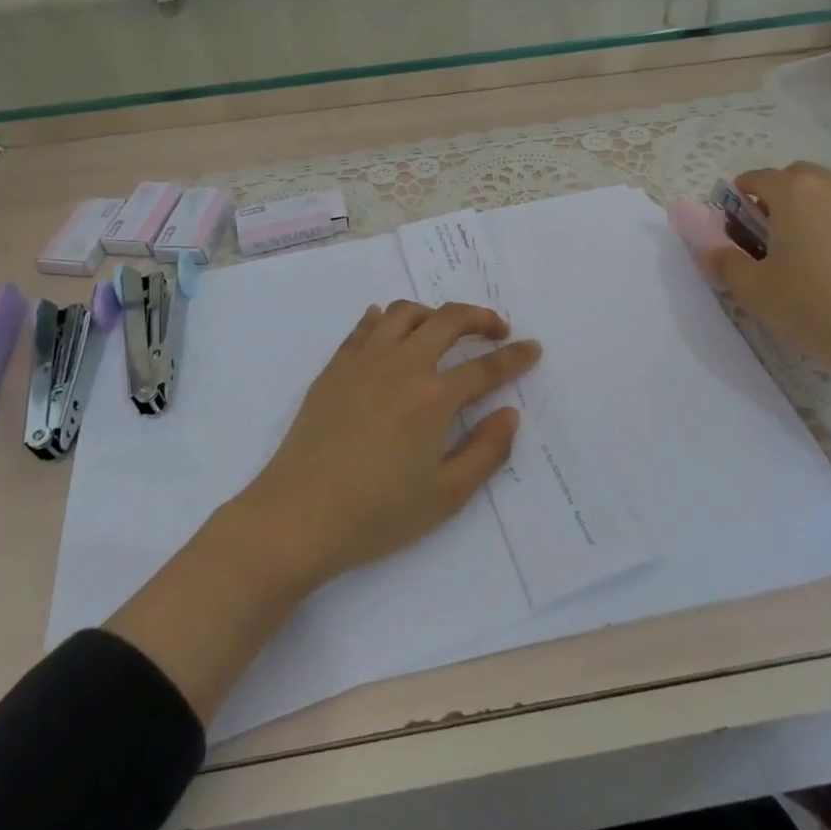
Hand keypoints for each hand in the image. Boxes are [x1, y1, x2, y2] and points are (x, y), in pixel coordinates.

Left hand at [231, 301, 541, 586]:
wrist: (297, 516)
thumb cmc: (377, 514)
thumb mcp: (446, 496)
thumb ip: (487, 452)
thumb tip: (509, 414)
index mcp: (433, 397)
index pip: (486, 367)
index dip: (515, 357)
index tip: (533, 348)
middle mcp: (402, 365)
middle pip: (448, 320)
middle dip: (480, 318)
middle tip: (496, 330)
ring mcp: (363, 361)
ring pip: (404, 313)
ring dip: (433, 313)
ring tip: (444, 330)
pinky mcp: (334, 368)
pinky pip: (364, 327)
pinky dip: (385, 319)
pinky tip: (390, 329)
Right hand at [697, 163, 830, 446]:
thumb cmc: (811, 306)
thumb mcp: (752, 289)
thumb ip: (722, 262)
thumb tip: (706, 249)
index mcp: (794, 191)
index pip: (755, 179)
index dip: (738, 202)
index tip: (737, 232)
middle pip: (794, 178)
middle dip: (776, 200)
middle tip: (770, 240)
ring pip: (827, 191)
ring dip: (810, 208)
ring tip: (807, 249)